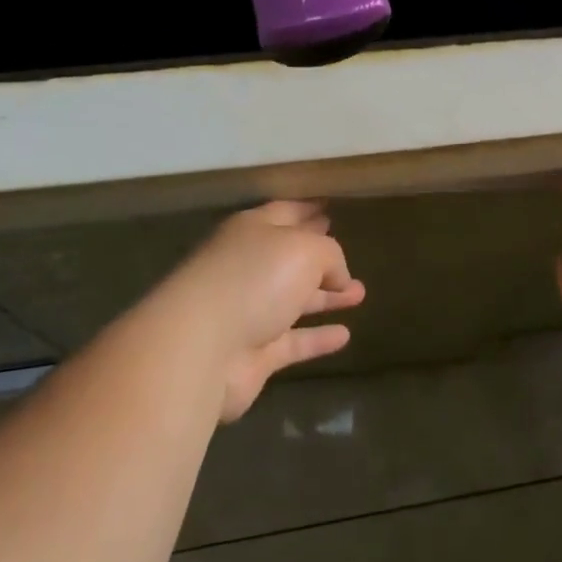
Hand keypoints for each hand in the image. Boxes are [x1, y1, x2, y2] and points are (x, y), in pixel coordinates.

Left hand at [164, 201, 365, 421]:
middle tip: (350, 258)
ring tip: (360, 294)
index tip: (330, 207)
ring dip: (325, 298)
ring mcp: (248, 312)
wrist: (201, 347)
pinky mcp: (252, 354)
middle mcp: (248, 267)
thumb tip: (338, 275)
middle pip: (290, 259)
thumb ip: (329, 254)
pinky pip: (293, 342)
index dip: (308, 210)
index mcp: (252, 231)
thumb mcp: (305, 249)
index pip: (285, 213)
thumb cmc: (255, 278)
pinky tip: (345, 336)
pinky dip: (317, 339)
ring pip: (293, 300)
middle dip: (321, 258)